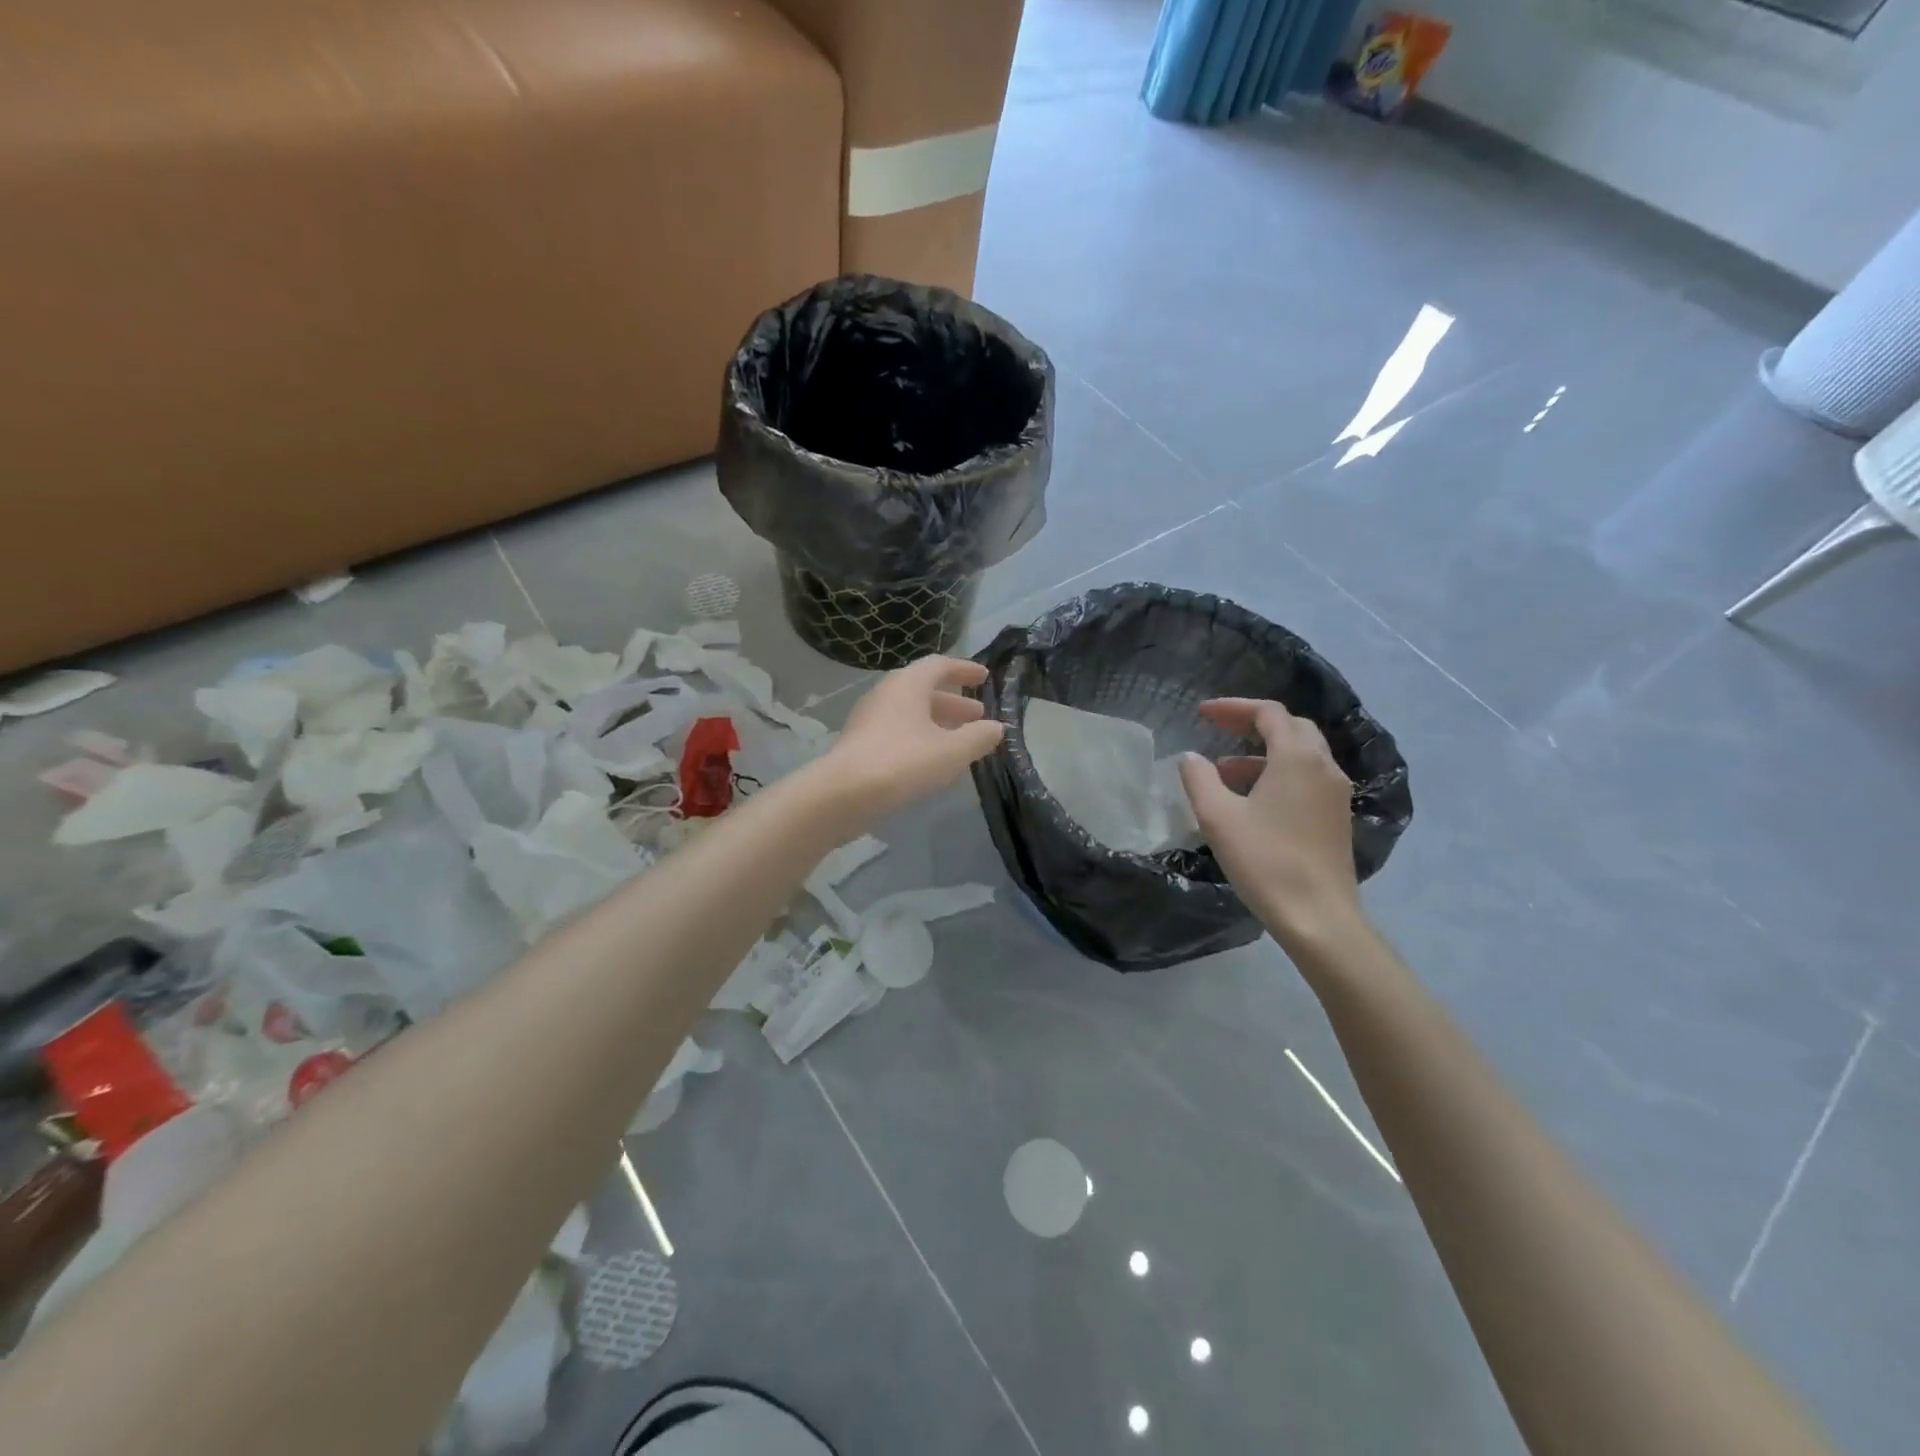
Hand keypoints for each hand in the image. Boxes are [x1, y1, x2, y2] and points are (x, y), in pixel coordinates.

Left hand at [820, 657, 1004, 822]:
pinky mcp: (861, 743)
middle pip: (925, 690)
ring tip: (961, 741)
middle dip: (954, 703)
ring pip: (911, 713)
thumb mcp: (951, 751)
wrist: (844, 794)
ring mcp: (869, 719)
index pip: (940, 665)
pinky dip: (921, 737)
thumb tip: (997, 728)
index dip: (964, 670)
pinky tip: (933, 760)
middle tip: (978, 716)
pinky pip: (898, 731)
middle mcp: (886, 694)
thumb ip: (978, 737)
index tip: (985, 677)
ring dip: (938, 722)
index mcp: (908, 684)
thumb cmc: (903, 762)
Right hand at [1178, 698, 1362, 949]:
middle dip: (1251, 724)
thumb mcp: (1217, 817)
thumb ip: (1199, 779)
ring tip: (1224, 770)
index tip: (1201, 714)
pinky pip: (1307, 778)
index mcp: (1297, 758)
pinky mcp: (1336, 818)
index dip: (1233, 707)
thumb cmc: (1264, 860)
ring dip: (1262, 752)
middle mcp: (1324, 767)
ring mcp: (1335, 793)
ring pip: (1300, 754)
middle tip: (1217, 730)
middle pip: (1290, 727)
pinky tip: (1251, 799)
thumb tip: (1191, 758)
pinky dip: (1278, 773)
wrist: (1318, 917)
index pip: (1268, 713)